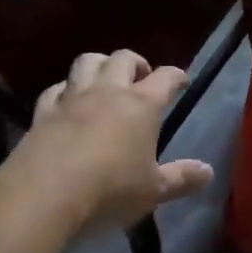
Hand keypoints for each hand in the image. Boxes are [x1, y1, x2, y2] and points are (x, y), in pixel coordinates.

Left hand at [7, 51, 214, 235]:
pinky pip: (56, 89)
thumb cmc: (109, 191)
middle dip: (135, 63)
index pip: (166, 77)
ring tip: (104, 80)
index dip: (177, 76)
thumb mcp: (153, 191)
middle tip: (140, 78)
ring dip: (99, 65)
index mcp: (142, 104)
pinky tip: (66, 102)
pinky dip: (64, 90)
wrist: (43, 194)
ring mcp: (73, 98)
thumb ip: (181, 179)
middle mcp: (109, 91)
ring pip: (88, 62)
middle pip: (123, 58)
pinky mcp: (43, 112)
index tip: (182, 81)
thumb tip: (209, 172)